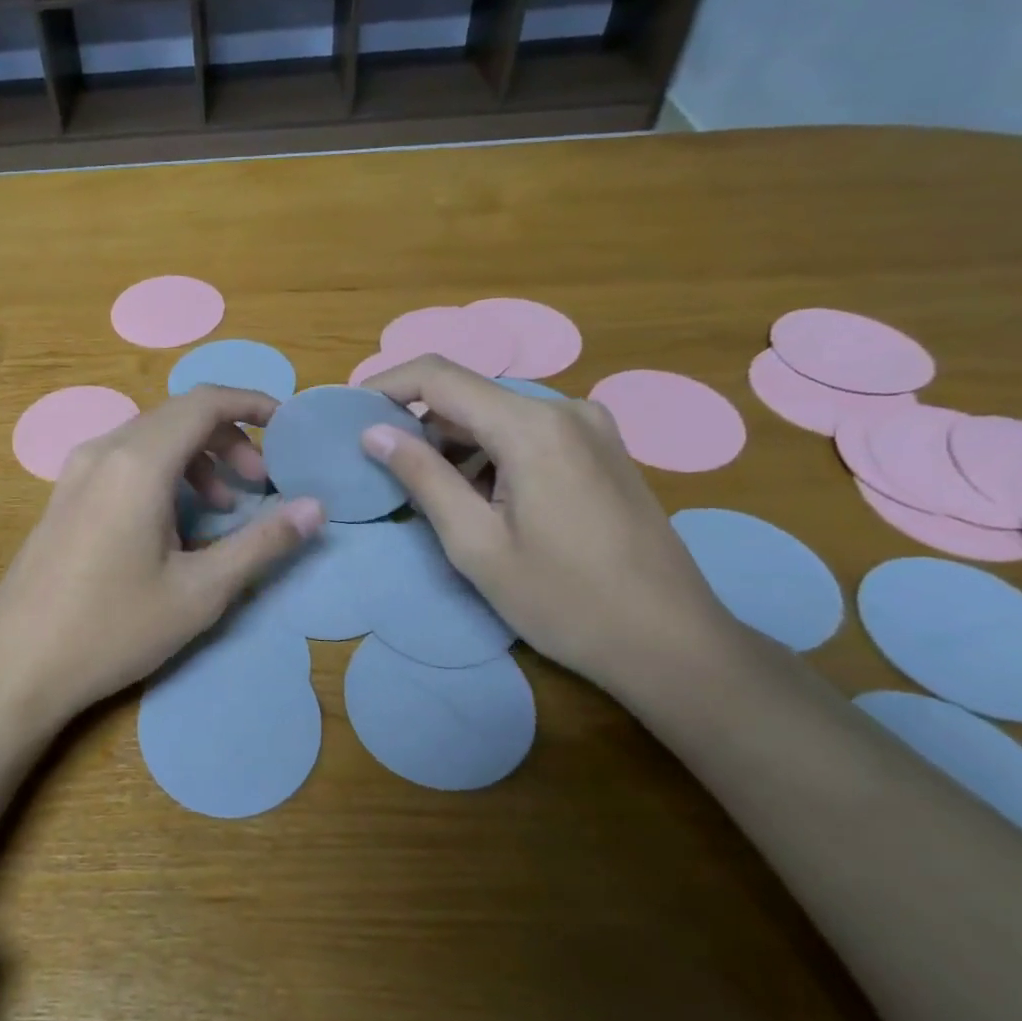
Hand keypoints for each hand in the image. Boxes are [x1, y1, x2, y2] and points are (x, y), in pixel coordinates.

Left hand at [0, 386, 322, 720]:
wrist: (15, 666)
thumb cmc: (113, 628)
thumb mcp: (200, 592)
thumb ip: (262, 543)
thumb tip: (315, 508)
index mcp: (138, 462)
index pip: (205, 402)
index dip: (252, 404)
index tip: (286, 428)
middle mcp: (103, 450)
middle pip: (178, 416)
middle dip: (228, 439)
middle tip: (259, 484)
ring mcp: (76, 471)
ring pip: (149, 438)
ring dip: (195, 458)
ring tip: (222, 507)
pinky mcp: (63, 495)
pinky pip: (123, 460)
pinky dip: (162, 472)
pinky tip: (172, 524)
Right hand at [358, 355, 743, 696]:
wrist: (672, 643)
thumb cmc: (563, 600)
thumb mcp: (475, 544)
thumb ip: (422, 477)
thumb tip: (374, 433)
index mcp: (531, 426)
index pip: (439, 376)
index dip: (385, 386)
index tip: (349, 413)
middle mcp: (564, 409)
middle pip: (469, 395)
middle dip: (418, 423)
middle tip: (381, 466)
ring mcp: (591, 427)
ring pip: (498, 416)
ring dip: (455, 444)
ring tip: (428, 493)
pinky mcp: (603, 450)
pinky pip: (528, 433)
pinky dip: (490, 454)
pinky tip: (481, 499)